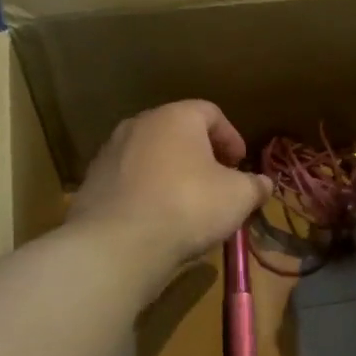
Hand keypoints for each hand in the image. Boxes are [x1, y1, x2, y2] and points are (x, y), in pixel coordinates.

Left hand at [68, 101, 269, 273]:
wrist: (118, 243)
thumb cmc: (188, 206)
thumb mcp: (238, 197)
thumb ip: (255, 186)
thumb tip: (264, 183)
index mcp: (176, 117)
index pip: (210, 112)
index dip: (231, 137)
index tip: (240, 164)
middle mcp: (139, 125)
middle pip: (177, 132)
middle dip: (201, 154)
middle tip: (217, 181)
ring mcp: (110, 152)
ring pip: (151, 155)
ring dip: (171, 173)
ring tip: (187, 203)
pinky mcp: (92, 183)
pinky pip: (129, 180)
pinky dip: (147, 192)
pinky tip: (157, 218)